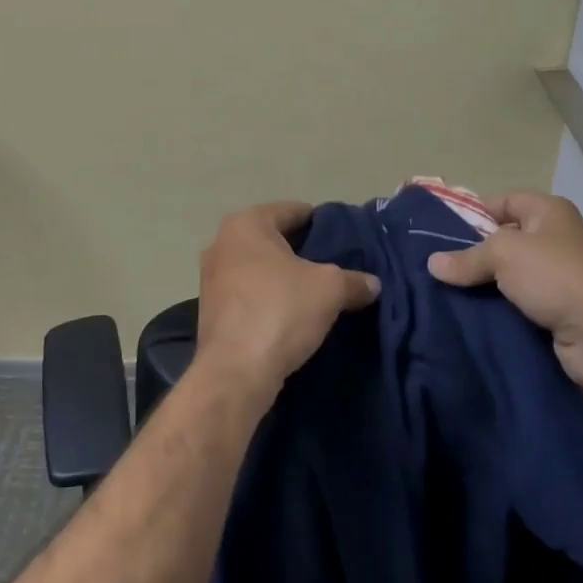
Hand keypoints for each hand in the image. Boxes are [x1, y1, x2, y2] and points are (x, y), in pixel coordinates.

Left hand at [197, 202, 379, 395]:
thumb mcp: (330, 290)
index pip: (291, 211)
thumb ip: (354, 280)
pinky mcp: (210, 310)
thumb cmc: (281, 310)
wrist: (236, 372)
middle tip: (331, 264)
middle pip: (271, 238)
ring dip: (281, 276)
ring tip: (313, 290)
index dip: (319, 222)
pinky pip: (247, 293)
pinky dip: (267, 298)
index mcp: (247, 224)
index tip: (341, 237)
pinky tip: (289, 313)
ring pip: (257, 267)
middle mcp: (222, 242)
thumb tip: (373, 284)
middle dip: (300, 250)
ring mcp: (211, 277)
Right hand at [426, 191, 582, 397]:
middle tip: (440, 266)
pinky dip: (501, 308)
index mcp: (549, 211)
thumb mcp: (503, 254)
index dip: (475, 213)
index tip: (444, 233)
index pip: (504, 201)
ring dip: (487, 285)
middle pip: (507, 239)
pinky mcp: (560, 310)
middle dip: (476, 253)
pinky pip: (521, 302)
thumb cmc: (555, 275)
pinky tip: (473, 315)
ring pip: (512, 275)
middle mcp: (557, 238)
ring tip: (448, 291)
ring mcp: (560, 276)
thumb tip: (432, 263)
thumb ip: (467, 257)